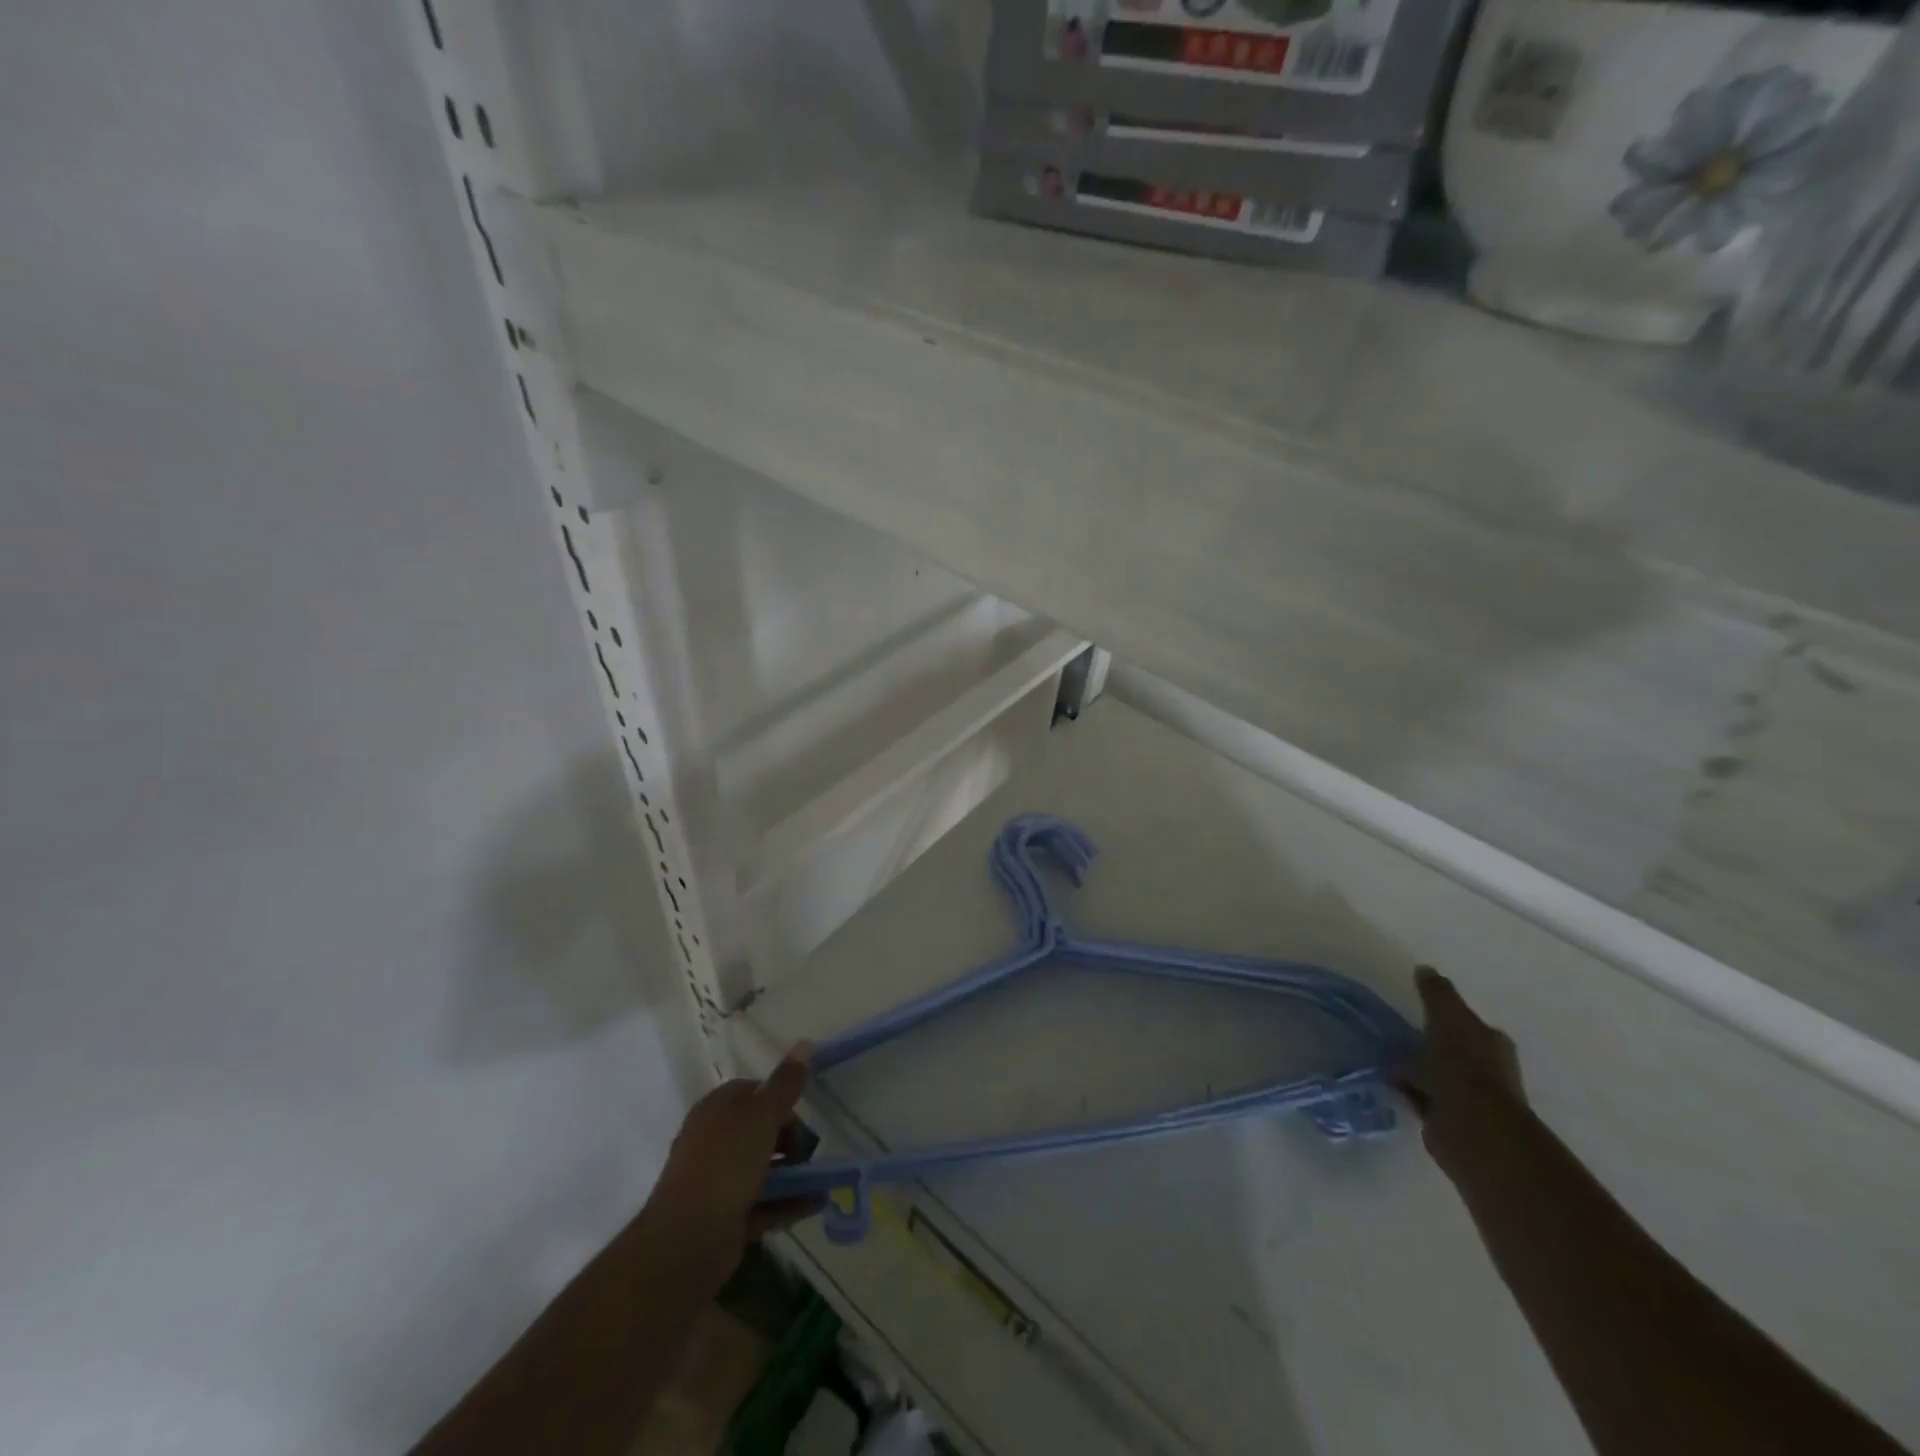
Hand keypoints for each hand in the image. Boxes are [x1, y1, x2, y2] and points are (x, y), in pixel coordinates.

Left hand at [637, 1044, 821, 1283]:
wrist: (686, 1243)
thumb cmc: (725, 1166)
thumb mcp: (761, 1116)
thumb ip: (785, 1084)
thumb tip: (805, 1042)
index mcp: (715, 1110)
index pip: (751, 1091)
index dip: (779, 1098)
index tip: (802, 1112)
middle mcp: (713, 1141)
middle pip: (758, 1130)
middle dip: (789, 1138)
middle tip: (811, 1149)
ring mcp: (717, 1181)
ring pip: (762, 1168)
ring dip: (794, 1172)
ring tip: (823, 1178)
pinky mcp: (725, 1217)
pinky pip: (764, 1202)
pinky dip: (789, 1201)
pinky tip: (817, 1202)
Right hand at [1397, 966, 1527, 1172]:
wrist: (1470, 1125)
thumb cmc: (1462, 1065)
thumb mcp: (1447, 1017)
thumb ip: (1437, 993)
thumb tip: (1425, 969)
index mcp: (1492, 1042)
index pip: (1468, 1024)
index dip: (1445, 1018)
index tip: (1418, 1013)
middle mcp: (1488, 1069)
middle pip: (1453, 1049)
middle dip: (1429, 1044)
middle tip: (1397, 1036)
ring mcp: (1472, 1098)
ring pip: (1437, 1074)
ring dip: (1416, 1069)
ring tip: (1385, 1059)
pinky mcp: (1452, 1120)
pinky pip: (1424, 1097)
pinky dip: (1409, 1090)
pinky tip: (1389, 1083)